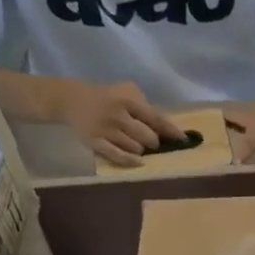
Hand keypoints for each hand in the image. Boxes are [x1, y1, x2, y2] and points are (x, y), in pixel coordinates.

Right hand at [53, 79, 181, 167]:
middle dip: (154, 142)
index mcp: (127, 100)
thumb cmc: (107, 97)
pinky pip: (118, 157)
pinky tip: (138, 161)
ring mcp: (105, 130)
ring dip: (140, 150)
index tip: (184, 140)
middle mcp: (117, 115)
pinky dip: (131, 160)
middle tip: (151, 141)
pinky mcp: (94, 142)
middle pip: (149, 138)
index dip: (171, 131)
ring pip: (136, 149)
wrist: (70, 100)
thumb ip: (146, 108)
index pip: (156, 119)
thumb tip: (169, 128)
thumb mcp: (126, 93)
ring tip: (135, 143)